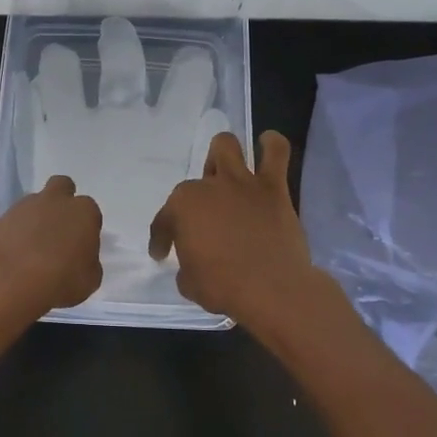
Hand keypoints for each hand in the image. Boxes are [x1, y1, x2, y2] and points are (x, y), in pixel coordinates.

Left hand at [0, 174, 103, 319]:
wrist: (7, 281)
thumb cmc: (59, 282)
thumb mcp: (89, 281)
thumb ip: (88, 262)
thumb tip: (80, 258)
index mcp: (83, 212)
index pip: (90, 211)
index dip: (86, 227)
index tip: (81, 246)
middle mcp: (55, 201)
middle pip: (62, 187)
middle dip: (62, 202)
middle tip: (59, 230)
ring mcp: (24, 207)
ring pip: (34, 203)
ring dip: (36, 219)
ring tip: (32, 250)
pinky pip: (13, 221)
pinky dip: (15, 233)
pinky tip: (14, 255)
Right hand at [149, 131, 317, 328]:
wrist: (273, 290)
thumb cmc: (224, 288)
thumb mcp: (189, 283)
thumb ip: (187, 266)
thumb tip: (193, 262)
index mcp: (182, 208)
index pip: (164, 221)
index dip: (161, 239)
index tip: (162, 254)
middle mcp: (208, 187)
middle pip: (194, 180)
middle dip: (196, 195)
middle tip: (205, 215)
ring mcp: (241, 183)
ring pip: (226, 146)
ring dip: (223, 156)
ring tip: (228, 174)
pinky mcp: (273, 188)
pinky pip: (276, 153)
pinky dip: (270, 146)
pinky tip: (267, 147)